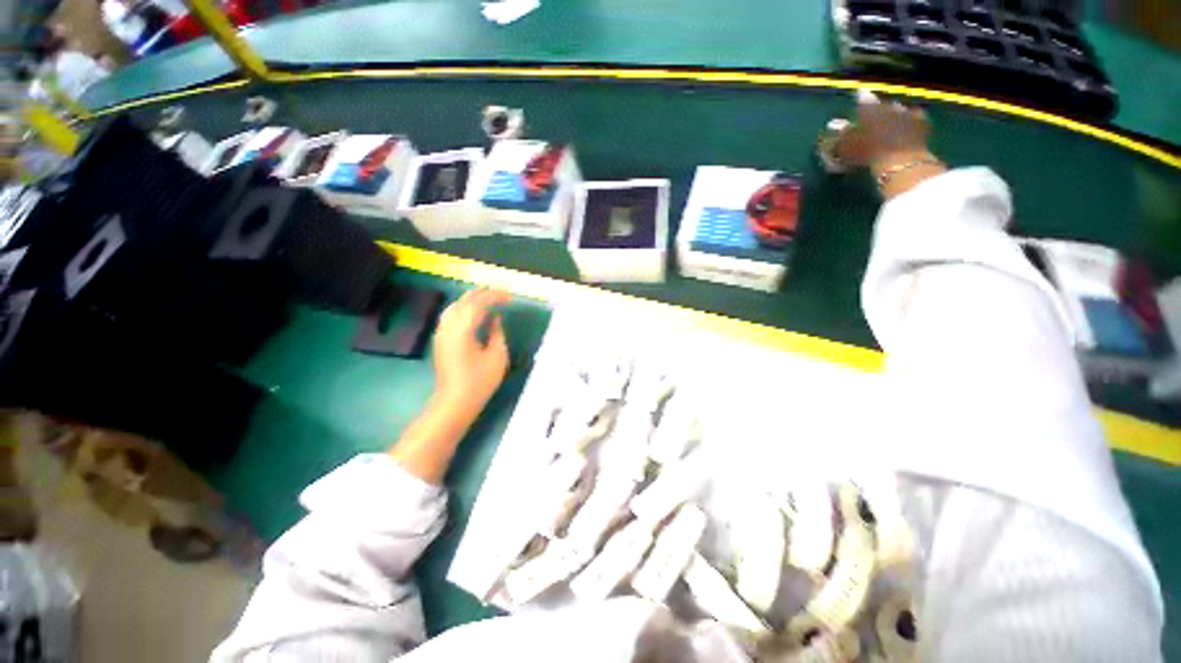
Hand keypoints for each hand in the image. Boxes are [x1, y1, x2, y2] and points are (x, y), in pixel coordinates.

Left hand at [432, 288, 510, 419]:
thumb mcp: (497, 356)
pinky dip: (465, 309)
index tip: (510, 297)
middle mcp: (448, 327)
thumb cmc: (479, 381)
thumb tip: (495, 318)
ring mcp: (441, 333)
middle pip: (463, 301)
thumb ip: (497, 332)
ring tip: (490, 300)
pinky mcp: (441, 340)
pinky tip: (476, 314)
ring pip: (455, 306)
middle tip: (501, 295)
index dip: (495, 296)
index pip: (478, 303)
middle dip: (483, 294)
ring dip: (472, 300)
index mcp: (462, 330)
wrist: (454, 402)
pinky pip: (452, 316)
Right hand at [834, 92, 932, 169]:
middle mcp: (889, 105)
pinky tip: (909, 126)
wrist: (900, 159)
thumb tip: (838, 129)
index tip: (859, 95)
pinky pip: (916, 117)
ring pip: (898, 109)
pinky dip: (911, 120)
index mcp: (870, 108)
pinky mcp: (922, 122)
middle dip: (878, 109)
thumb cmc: (867, 152)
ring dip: (894, 114)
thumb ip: (841, 136)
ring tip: (890, 123)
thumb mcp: (846, 147)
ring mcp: (907, 112)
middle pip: (882, 104)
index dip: (860, 98)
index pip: (863, 98)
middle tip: (874, 117)